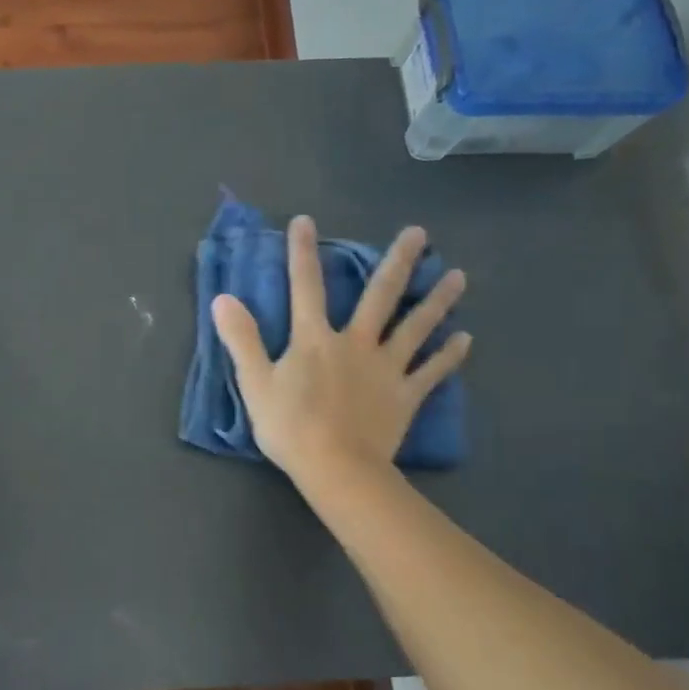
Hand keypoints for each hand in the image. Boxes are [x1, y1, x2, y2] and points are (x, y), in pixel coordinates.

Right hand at [212, 218, 470, 486]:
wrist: (336, 469)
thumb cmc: (290, 427)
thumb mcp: (254, 382)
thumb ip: (241, 338)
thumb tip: (222, 298)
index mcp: (315, 339)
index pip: (305, 287)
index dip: (302, 253)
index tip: (306, 220)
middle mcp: (356, 344)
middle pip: (380, 297)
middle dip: (398, 262)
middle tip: (419, 232)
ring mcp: (386, 369)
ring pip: (415, 328)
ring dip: (436, 301)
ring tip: (458, 276)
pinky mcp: (406, 396)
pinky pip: (431, 372)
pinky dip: (448, 356)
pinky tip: (465, 339)